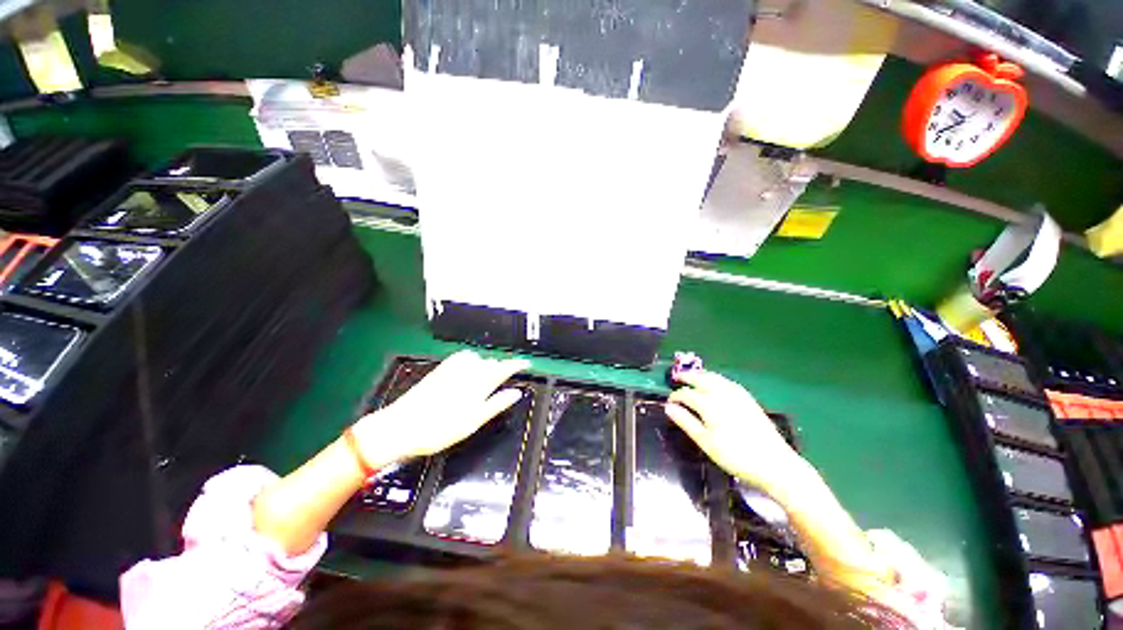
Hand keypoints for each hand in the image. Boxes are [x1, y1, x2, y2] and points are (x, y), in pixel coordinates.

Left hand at [351, 350, 529, 468]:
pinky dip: (471, 362)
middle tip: (507, 378)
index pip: (504, 367)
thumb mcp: (473, 421)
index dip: (517, 364)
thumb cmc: (440, 429)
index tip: (526, 363)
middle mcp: (468, 370)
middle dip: (501, 367)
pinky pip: (463, 358)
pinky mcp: (440, 369)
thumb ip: (496, 404)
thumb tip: (517, 392)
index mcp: (479, 382)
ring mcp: (452, 368)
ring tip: (487, 377)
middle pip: (492, 362)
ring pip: (478, 359)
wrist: (400, 426)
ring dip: (486, 365)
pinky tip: (468, 371)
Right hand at [665, 370, 799, 490]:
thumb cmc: (735, 455)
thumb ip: (686, 422)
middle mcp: (722, 393)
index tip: (669, 402)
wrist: (774, 463)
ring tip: (692, 377)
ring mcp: (737, 394)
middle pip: (700, 378)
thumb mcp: (705, 441)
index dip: (675, 396)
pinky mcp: (748, 398)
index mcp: (709, 403)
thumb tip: (668, 407)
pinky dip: (715, 378)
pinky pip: (726, 381)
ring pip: (714, 377)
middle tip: (676, 378)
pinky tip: (715, 383)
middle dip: (687, 377)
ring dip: (700, 375)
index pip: (686, 394)